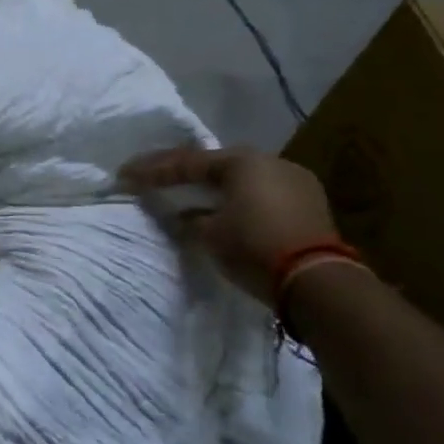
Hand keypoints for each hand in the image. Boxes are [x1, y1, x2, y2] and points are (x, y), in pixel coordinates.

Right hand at [120, 146, 338, 304]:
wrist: (317, 282)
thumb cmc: (254, 247)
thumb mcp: (208, 234)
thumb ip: (189, 219)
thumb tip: (183, 216)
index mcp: (242, 161)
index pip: (186, 162)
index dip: (153, 170)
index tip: (125, 175)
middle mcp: (270, 162)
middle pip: (215, 164)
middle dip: (182, 172)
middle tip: (153, 177)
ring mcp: (294, 181)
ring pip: (240, 178)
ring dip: (211, 187)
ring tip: (186, 195)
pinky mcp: (308, 205)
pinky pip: (260, 194)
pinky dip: (236, 200)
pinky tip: (221, 211)